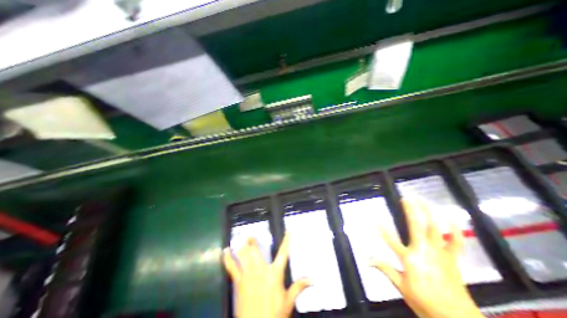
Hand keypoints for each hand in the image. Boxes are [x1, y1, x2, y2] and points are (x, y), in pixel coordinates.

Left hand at [223, 234, 309, 317]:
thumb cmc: (274, 315)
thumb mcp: (288, 301)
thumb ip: (299, 286)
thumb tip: (312, 279)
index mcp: (274, 273)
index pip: (283, 253)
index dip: (286, 241)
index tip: (288, 231)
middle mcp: (261, 270)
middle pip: (256, 251)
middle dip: (252, 242)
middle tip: (250, 235)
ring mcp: (248, 275)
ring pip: (244, 256)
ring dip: (242, 246)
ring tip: (241, 237)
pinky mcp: (238, 282)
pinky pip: (231, 268)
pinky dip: (227, 259)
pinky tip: (225, 251)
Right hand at [370, 198, 484, 317]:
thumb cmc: (425, 303)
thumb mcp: (401, 287)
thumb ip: (385, 269)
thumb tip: (367, 260)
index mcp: (409, 258)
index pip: (390, 240)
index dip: (381, 229)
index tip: (374, 220)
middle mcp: (423, 251)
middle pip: (415, 226)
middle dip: (410, 211)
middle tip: (406, 198)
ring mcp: (440, 253)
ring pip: (435, 229)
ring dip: (429, 213)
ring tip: (423, 201)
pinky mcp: (452, 259)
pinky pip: (457, 243)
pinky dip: (456, 231)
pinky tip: (452, 219)